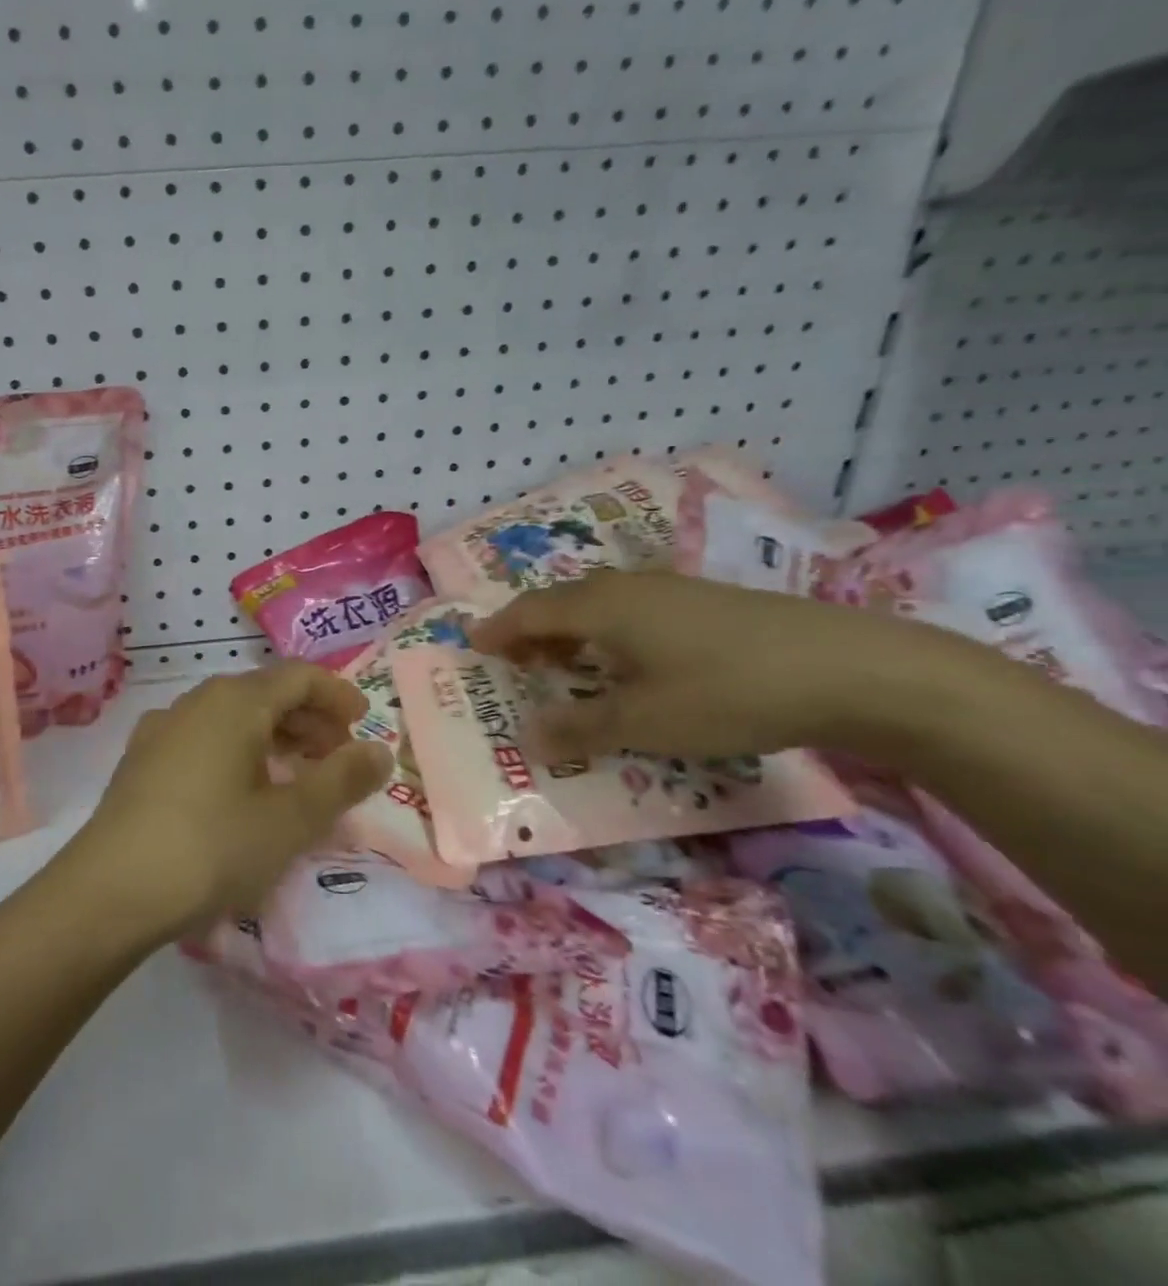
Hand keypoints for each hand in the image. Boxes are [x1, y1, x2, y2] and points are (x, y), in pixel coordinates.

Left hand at [67, 665, 393, 939]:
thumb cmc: (212, 847)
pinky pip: (204, 740)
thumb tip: (379, 750)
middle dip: (308, 720)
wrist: (109, 890)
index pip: (298, 676)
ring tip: (297, 778)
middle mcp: (196, 702)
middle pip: (264, 693)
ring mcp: (163, 728)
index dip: (336, 694)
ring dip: (273, 738)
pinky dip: (237, 754)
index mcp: (234, 701)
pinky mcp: (142, 760)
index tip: (363, 723)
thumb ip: (341, 780)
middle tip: (338, 758)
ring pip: (232, 718)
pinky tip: (241, 793)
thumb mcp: (290, 819)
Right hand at [467, 569, 936, 761]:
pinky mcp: (705, 602)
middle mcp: (626, 587)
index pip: (529, 612)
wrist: (852, 668)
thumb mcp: (643, 721)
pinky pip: (632, 611)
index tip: (473, 645)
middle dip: (531, 631)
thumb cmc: (727, 692)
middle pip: (560, 602)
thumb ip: (579, 728)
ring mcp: (670, 589)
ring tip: (564, 665)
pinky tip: (629, 662)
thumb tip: (528, 738)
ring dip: (570, 632)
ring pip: (598, 605)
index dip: (498, 630)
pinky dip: (608, 633)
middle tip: (514, 661)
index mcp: (600, 607)